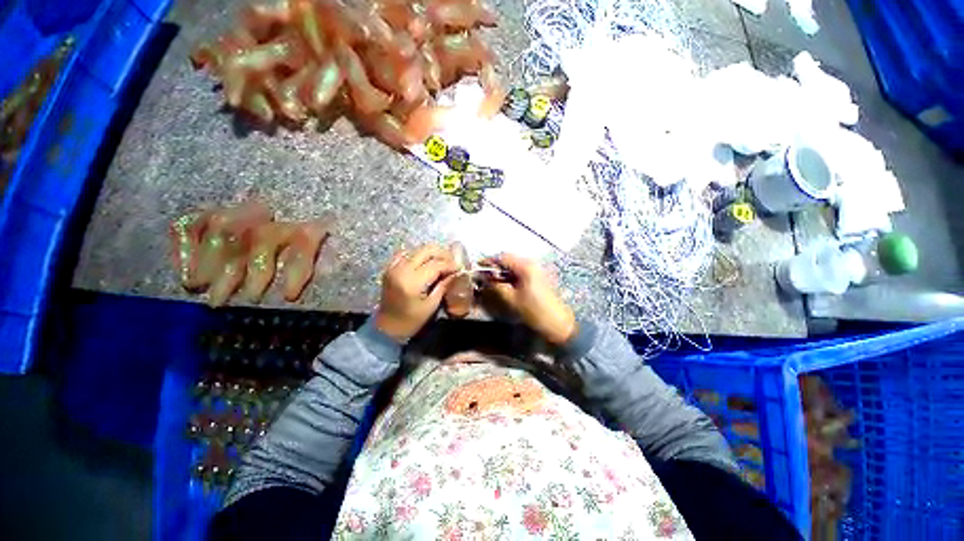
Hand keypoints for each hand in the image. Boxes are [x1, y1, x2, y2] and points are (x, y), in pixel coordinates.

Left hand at [374, 245, 456, 340]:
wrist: (386, 327)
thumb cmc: (411, 321)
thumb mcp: (431, 305)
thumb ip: (443, 286)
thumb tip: (455, 273)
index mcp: (412, 282)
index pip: (436, 264)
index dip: (450, 264)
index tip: (460, 268)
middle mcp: (402, 270)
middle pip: (426, 250)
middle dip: (443, 254)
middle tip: (453, 262)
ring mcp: (394, 267)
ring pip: (417, 249)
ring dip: (432, 253)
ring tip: (443, 261)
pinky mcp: (390, 268)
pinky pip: (407, 253)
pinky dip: (418, 255)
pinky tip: (426, 262)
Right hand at [480, 253, 576, 344]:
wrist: (557, 323)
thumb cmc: (535, 311)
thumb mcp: (512, 299)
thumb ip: (496, 286)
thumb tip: (484, 278)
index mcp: (526, 266)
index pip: (503, 257)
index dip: (489, 261)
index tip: (478, 266)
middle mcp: (532, 264)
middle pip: (509, 259)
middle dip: (495, 265)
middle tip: (484, 274)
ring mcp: (536, 270)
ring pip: (514, 265)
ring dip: (503, 270)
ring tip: (492, 280)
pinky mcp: (538, 277)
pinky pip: (520, 271)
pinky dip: (511, 275)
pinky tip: (504, 283)